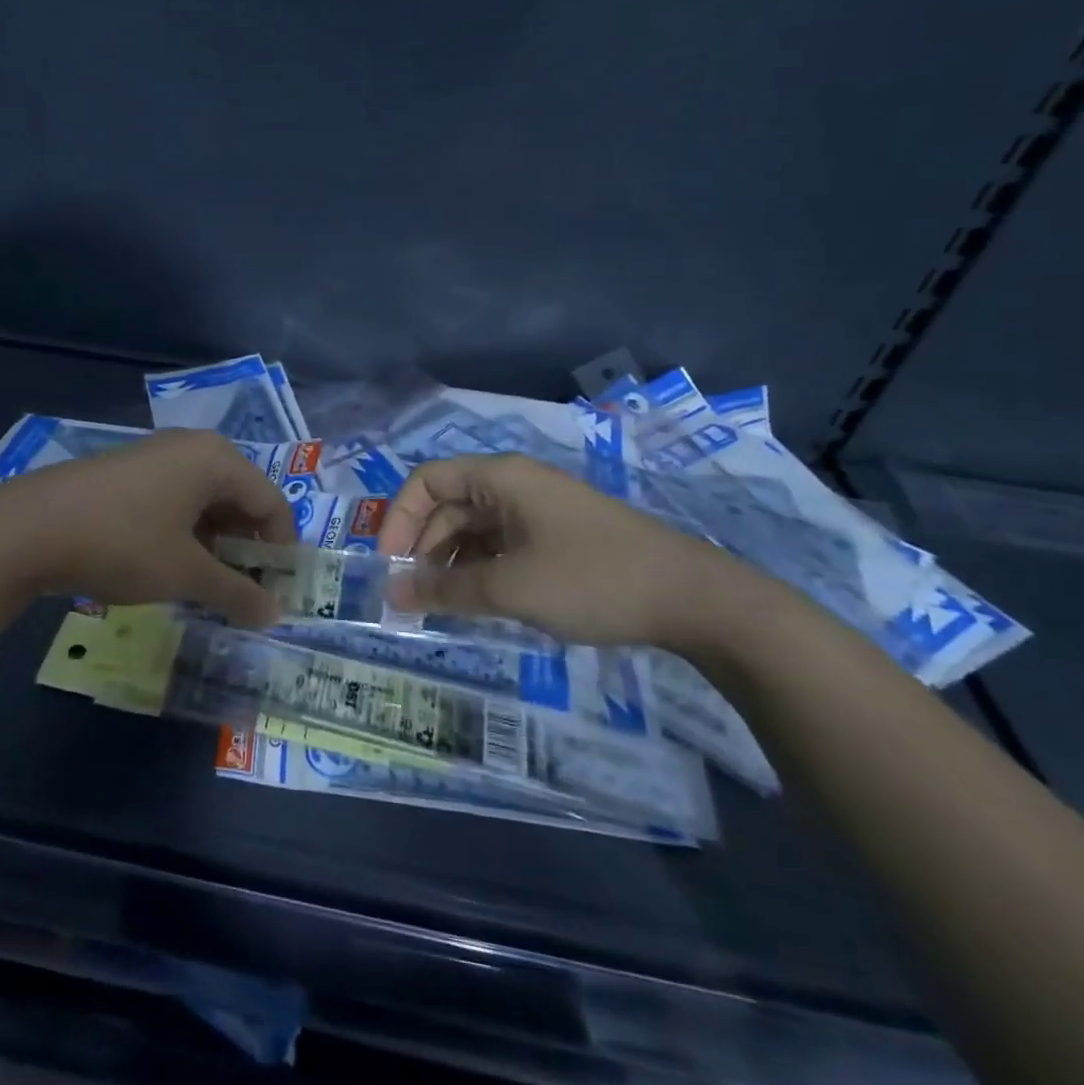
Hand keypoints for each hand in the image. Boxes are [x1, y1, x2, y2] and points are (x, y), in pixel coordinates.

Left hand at [0, 430, 297, 624]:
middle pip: (240, 498)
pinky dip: (186, 533)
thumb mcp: (185, 574)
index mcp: (217, 459)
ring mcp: (156, 456)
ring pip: (206, 501)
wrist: (29, 528)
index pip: (272, 502)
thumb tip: (276, 616)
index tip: (277, 594)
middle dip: (247, 548)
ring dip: (216, 544)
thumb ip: (237, 593)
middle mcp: (192, 447)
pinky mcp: (128, 472)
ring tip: (209, 586)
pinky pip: (176, 499)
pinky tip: (172, 566)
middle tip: (244, 593)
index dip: (281, 550)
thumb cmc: (123, 543)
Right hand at [377, 453, 764, 649]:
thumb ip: (446, 590)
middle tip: (413, 596)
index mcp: (500, 478)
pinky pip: (502, 545)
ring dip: (452, 562)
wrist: (693, 598)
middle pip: (448, 506)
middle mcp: (515, 485)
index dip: (399, 518)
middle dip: (424, 547)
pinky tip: (481, 603)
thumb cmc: (592, 580)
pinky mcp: (557, 537)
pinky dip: (482, 570)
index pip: (427, 481)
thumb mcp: (511, 588)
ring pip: (475, 529)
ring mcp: (538, 511)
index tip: (390, 565)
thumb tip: (392, 594)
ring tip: (444, 606)